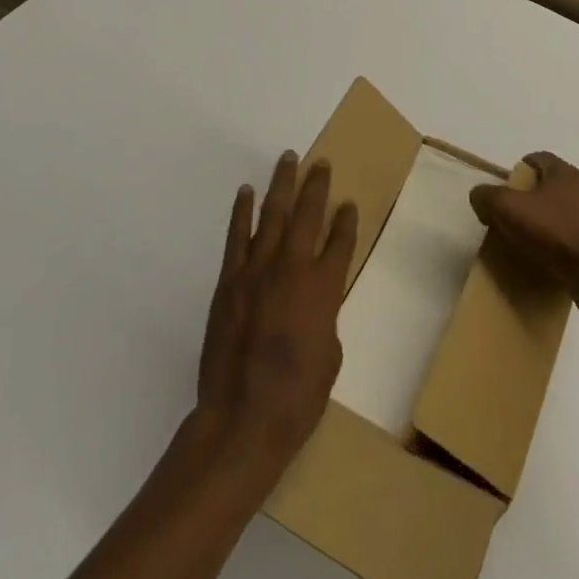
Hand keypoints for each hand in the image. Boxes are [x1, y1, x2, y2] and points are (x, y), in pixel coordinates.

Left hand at [196, 153, 357, 474]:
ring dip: (281, 184)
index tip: (349, 204)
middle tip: (321, 163)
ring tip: (288, 158)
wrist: (242, 419)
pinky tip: (246, 192)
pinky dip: (242, 211)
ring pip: (272, 214)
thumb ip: (325, 317)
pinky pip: (237, 236)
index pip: (341, 242)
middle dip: (317, 186)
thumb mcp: (330, 355)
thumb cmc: (297, 398)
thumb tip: (314, 303)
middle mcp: (293, 268)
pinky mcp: (230, 280)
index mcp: (324, 288)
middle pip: (308, 215)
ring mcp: (257, 270)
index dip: (347, 221)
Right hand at [470, 152, 578, 308]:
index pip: (540, 158)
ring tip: (536, 237)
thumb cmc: (553, 233)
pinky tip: (555, 256)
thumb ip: (488, 197)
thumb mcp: (508, 209)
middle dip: (537, 194)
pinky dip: (567, 239)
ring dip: (554, 217)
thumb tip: (479, 195)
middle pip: (556, 183)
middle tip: (517, 213)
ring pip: (571, 208)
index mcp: (565, 172)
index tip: (508, 186)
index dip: (522, 168)